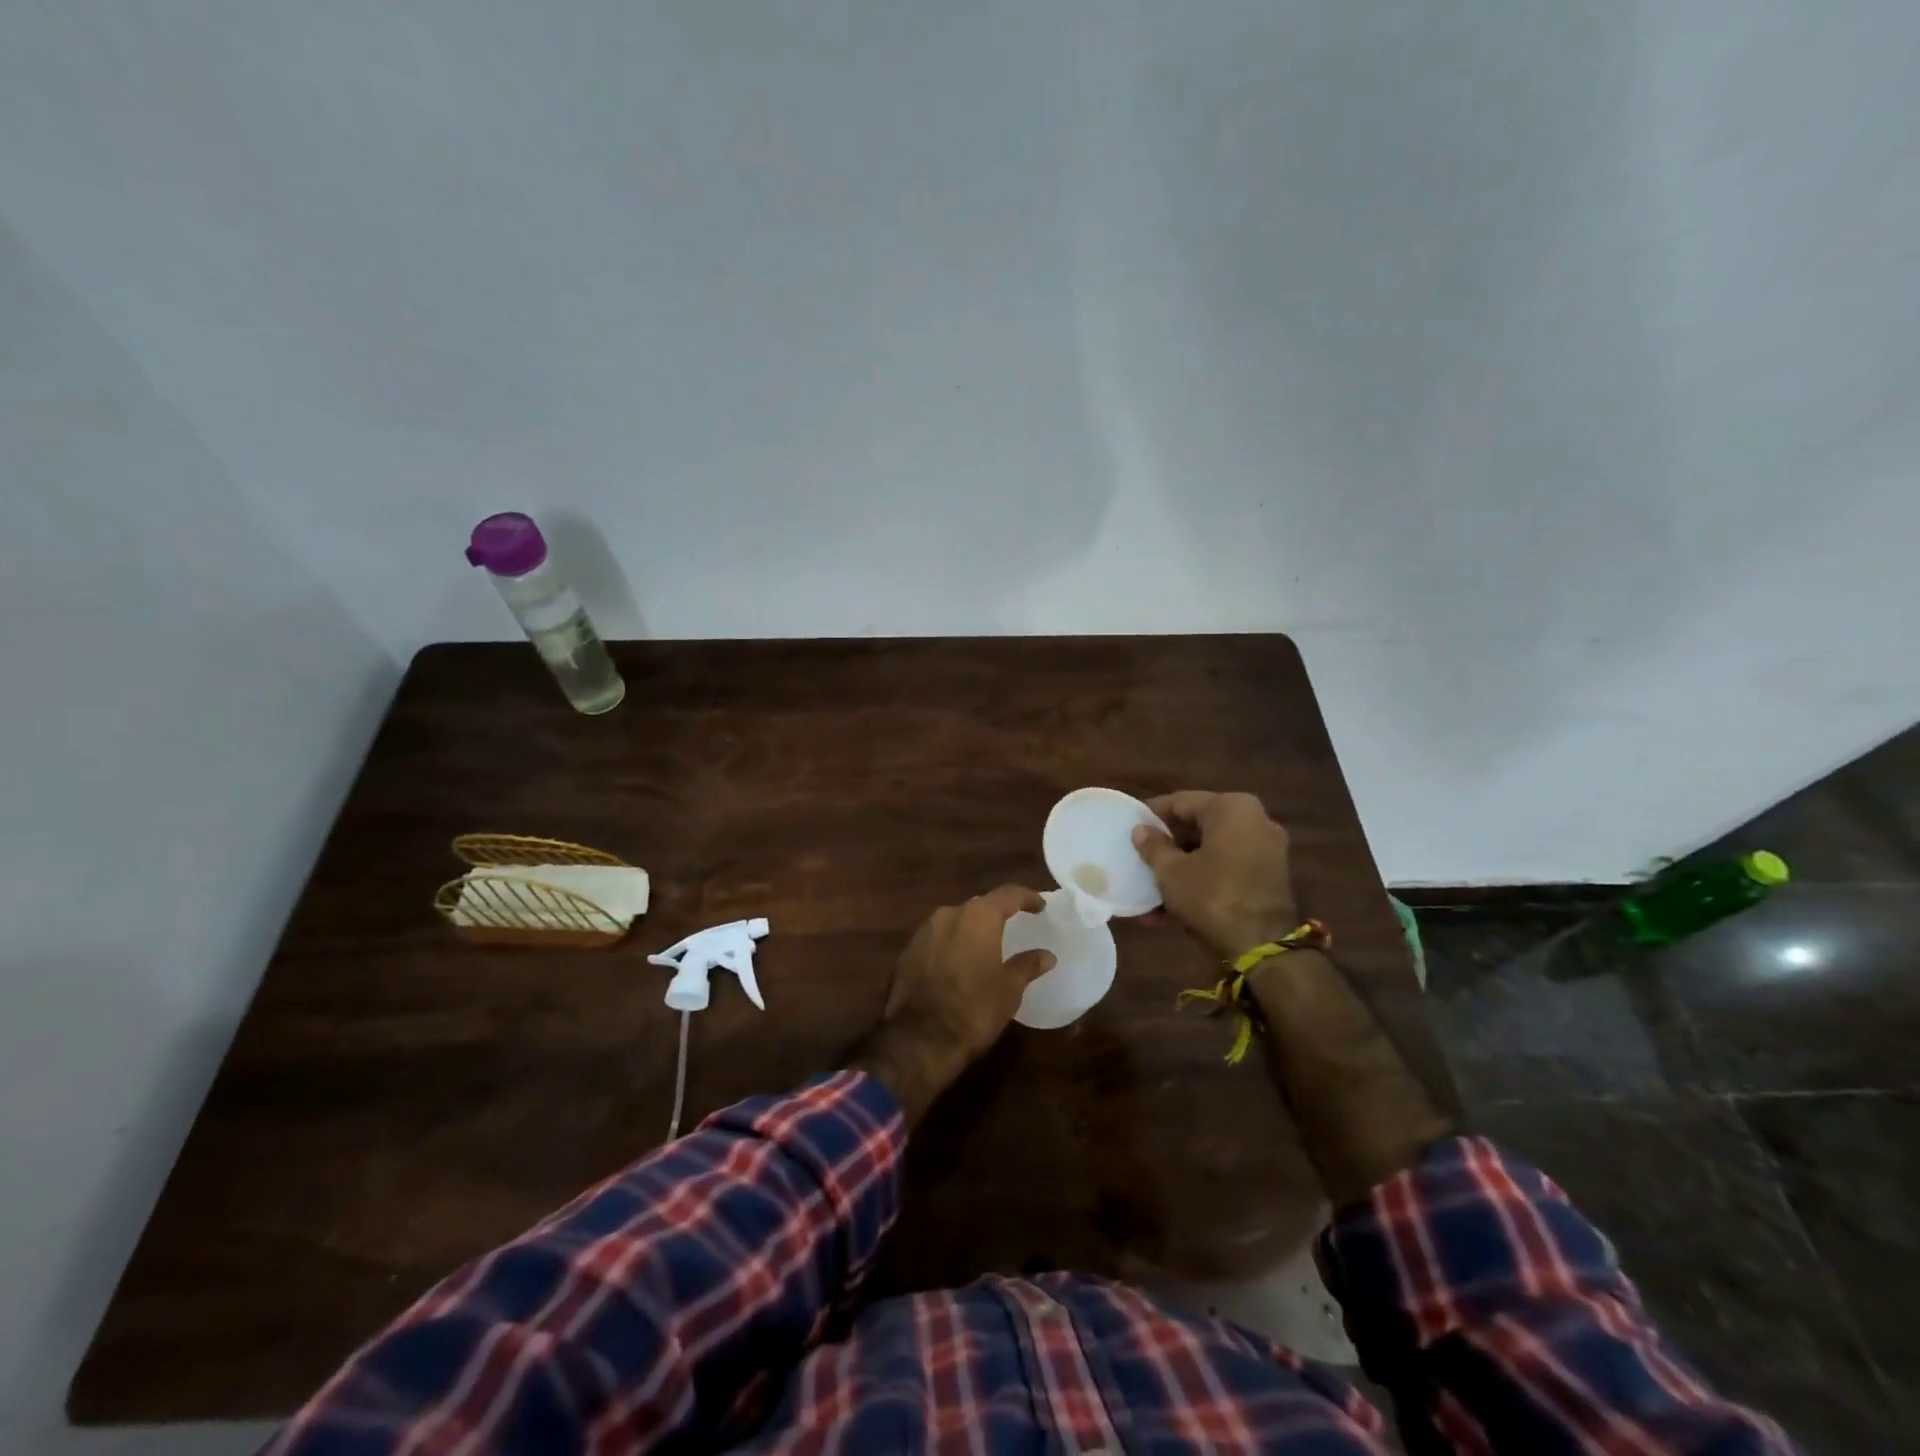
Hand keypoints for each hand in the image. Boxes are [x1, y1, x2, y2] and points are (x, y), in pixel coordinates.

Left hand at [884, 885, 1055, 1062]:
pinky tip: (959, 963)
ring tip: (986, 945)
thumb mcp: (1009, 989)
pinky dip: (951, 945)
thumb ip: (1027, 965)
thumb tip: (1046, 955)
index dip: (1026, 897)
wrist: (918, 1039)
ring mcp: (923, 932)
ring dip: (971, 929)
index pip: (1007, 894)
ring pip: (954, 921)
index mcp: (977, 917)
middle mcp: (948, 914)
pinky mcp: (907, 953)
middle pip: (978, 905)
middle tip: (1012, 924)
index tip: (1040, 906)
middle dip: (996, 913)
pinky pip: (936, 939)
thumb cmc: (974, 1009)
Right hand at [1132, 791, 1299, 961]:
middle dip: (1168, 845)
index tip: (1130, 826)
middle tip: (1139, 857)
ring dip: (1181, 869)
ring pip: (1211, 852)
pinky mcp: (1268, 879)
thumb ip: (1153, 846)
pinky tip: (1169, 908)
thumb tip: (1141, 830)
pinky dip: (1201, 882)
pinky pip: (1226, 871)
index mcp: (1232, 808)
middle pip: (1198, 826)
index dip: (1152, 814)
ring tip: (1150, 888)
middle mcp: (1255, 821)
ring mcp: (1266, 851)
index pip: (1181, 801)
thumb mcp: (1171, 871)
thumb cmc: (1211, 896)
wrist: (1263, 948)